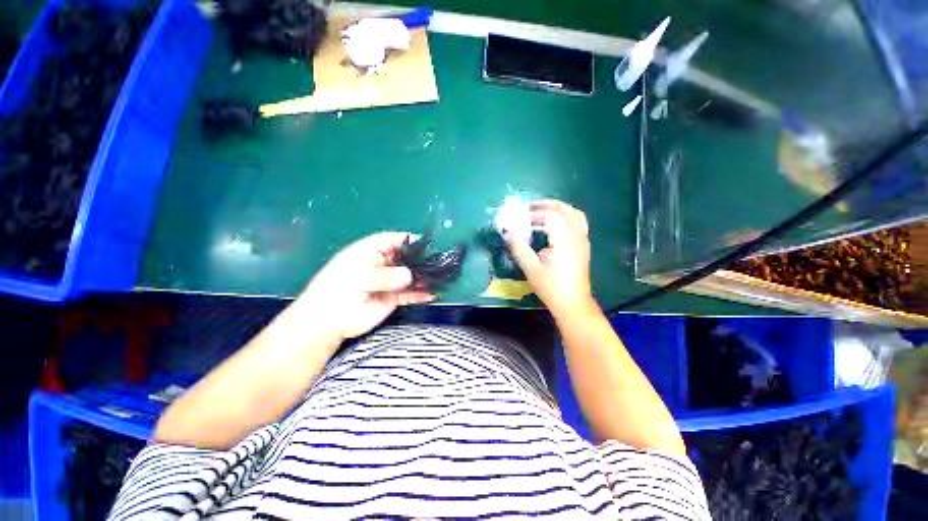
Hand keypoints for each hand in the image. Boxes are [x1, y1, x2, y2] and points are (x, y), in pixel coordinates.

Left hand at [294, 232, 434, 341]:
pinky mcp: (391, 299)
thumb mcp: (357, 277)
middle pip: (403, 258)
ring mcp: (387, 283)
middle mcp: (379, 265)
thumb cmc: (335, 292)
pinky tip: (432, 294)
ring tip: (439, 277)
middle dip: (419, 259)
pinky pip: (409, 294)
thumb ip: (384, 275)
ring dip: (422, 277)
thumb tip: (409, 275)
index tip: (423, 241)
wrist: (327, 323)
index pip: (389, 240)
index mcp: (367, 253)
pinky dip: (420, 294)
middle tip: (436, 261)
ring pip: (409, 277)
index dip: (406, 239)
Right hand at [504, 200, 594, 317]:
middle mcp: (576, 236)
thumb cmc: (551, 287)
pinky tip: (556, 225)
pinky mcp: (584, 246)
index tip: (522, 218)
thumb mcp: (531, 269)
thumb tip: (508, 233)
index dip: (536, 213)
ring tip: (544, 211)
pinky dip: (567, 217)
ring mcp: (583, 241)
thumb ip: (519, 249)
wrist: (573, 303)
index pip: (551, 216)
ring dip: (559, 209)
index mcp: (564, 240)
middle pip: (566, 210)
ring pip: (575, 215)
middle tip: (531, 206)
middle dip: (548, 205)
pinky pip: (579, 223)